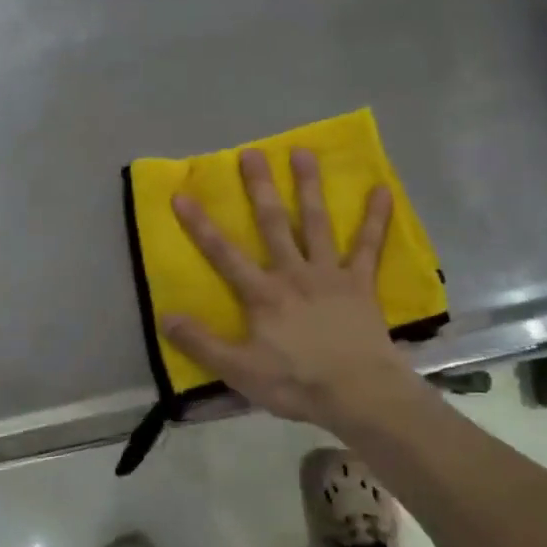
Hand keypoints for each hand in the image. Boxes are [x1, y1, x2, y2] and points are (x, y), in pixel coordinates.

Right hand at [163, 147, 413, 428]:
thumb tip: (164, 316)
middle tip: (251, 153)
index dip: (201, 225)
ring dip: (308, 187)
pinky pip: (368, 246)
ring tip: (303, 152)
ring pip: (316, 222)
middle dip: (259, 188)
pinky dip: (376, 218)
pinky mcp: (360, 283)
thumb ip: (202, 343)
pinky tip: (382, 189)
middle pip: (272, 223)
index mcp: (262, 294)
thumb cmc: (296, 383)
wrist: (359, 394)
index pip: (224, 254)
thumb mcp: (239, 371)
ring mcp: (329, 274)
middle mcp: (293, 272)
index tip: (183, 194)